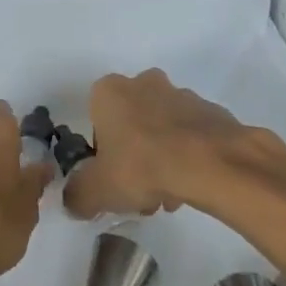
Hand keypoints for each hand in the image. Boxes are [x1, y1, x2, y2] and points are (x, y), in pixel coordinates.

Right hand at [62, 68, 262, 218]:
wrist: (211, 163)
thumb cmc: (142, 166)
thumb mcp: (96, 191)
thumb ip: (77, 196)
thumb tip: (74, 202)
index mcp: (109, 91)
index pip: (95, 120)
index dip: (101, 153)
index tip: (112, 178)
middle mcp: (143, 83)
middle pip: (131, 123)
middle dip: (134, 156)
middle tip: (140, 191)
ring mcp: (181, 94)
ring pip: (162, 130)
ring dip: (162, 159)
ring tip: (170, 196)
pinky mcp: (212, 111)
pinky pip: (191, 136)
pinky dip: (188, 157)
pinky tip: (191, 185)